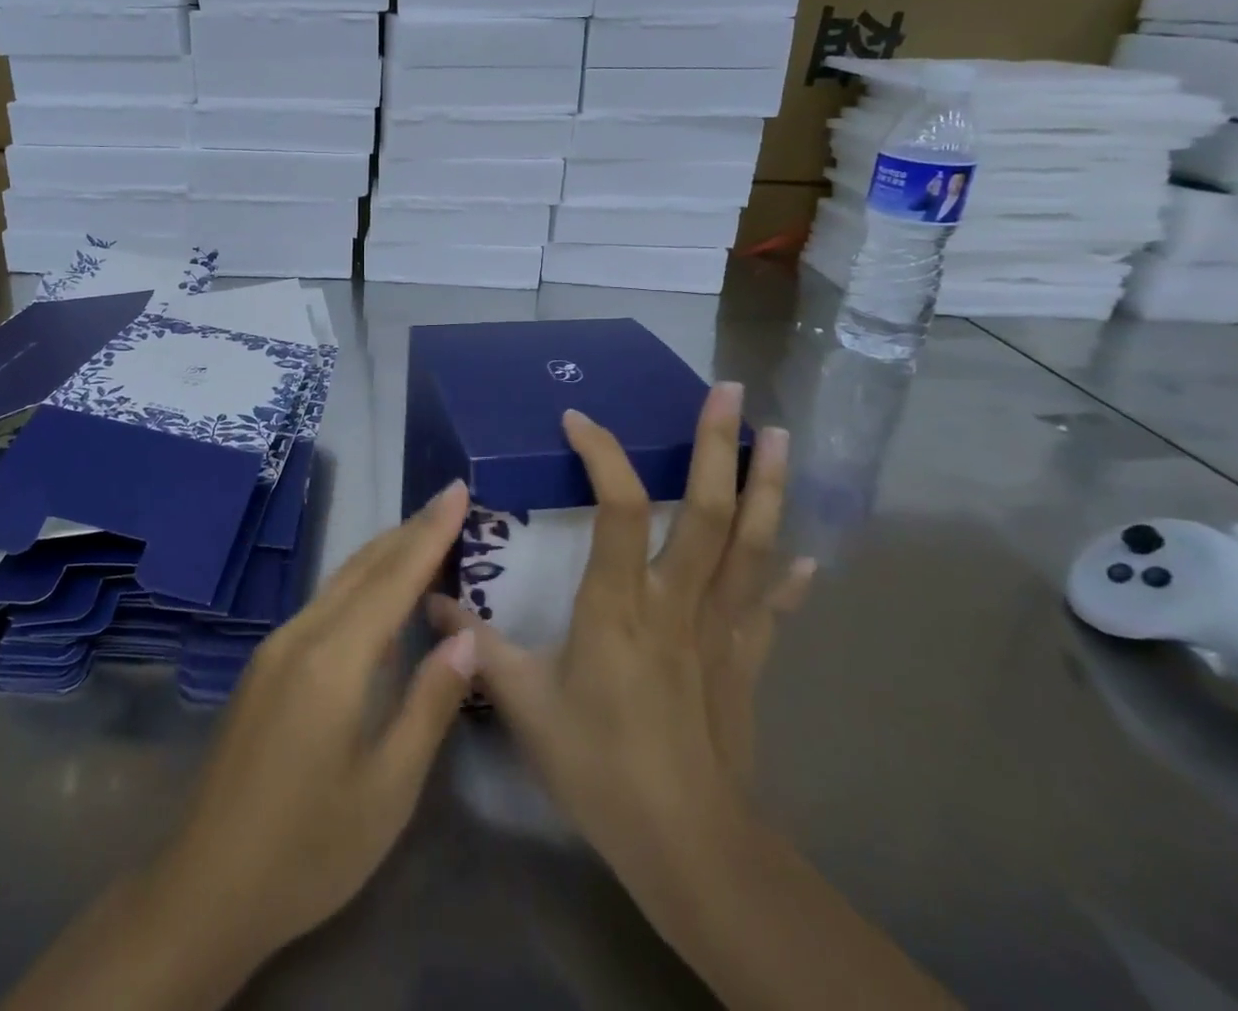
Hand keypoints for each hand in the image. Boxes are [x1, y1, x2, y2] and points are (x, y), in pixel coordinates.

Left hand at [4, 484, 478, 1009]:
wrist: (206, 887)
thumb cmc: (309, 848)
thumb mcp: (388, 789)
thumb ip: (429, 703)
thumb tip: (466, 637)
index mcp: (334, 659)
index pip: (394, 578)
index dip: (431, 532)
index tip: (458, 489)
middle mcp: (300, 635)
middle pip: (363, 567)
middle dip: (409, 531)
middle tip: (449, 501)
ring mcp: (276, 648)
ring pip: (339, 582)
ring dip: (384, 554)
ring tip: (423, 535)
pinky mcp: (265, 666)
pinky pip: (323, 605)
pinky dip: (360, 584)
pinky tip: (377, 595)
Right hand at [429, 382, 811, 913]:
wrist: (688, 847)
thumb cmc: (599, 766)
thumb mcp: (522, 702)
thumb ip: (476, 645)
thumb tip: (427, 603)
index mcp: (620, 604)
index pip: (621, 508)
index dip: (603, 455)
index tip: (578, 418)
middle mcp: (678, 601)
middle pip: (710, 510)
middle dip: (720, 445)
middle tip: (731, 390)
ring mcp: (720, 628)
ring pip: (753, 544)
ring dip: (770, 487)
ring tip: (782, 437)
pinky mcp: (746, 659)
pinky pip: (772, 607)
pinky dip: (791, 577)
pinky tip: (810, 555)